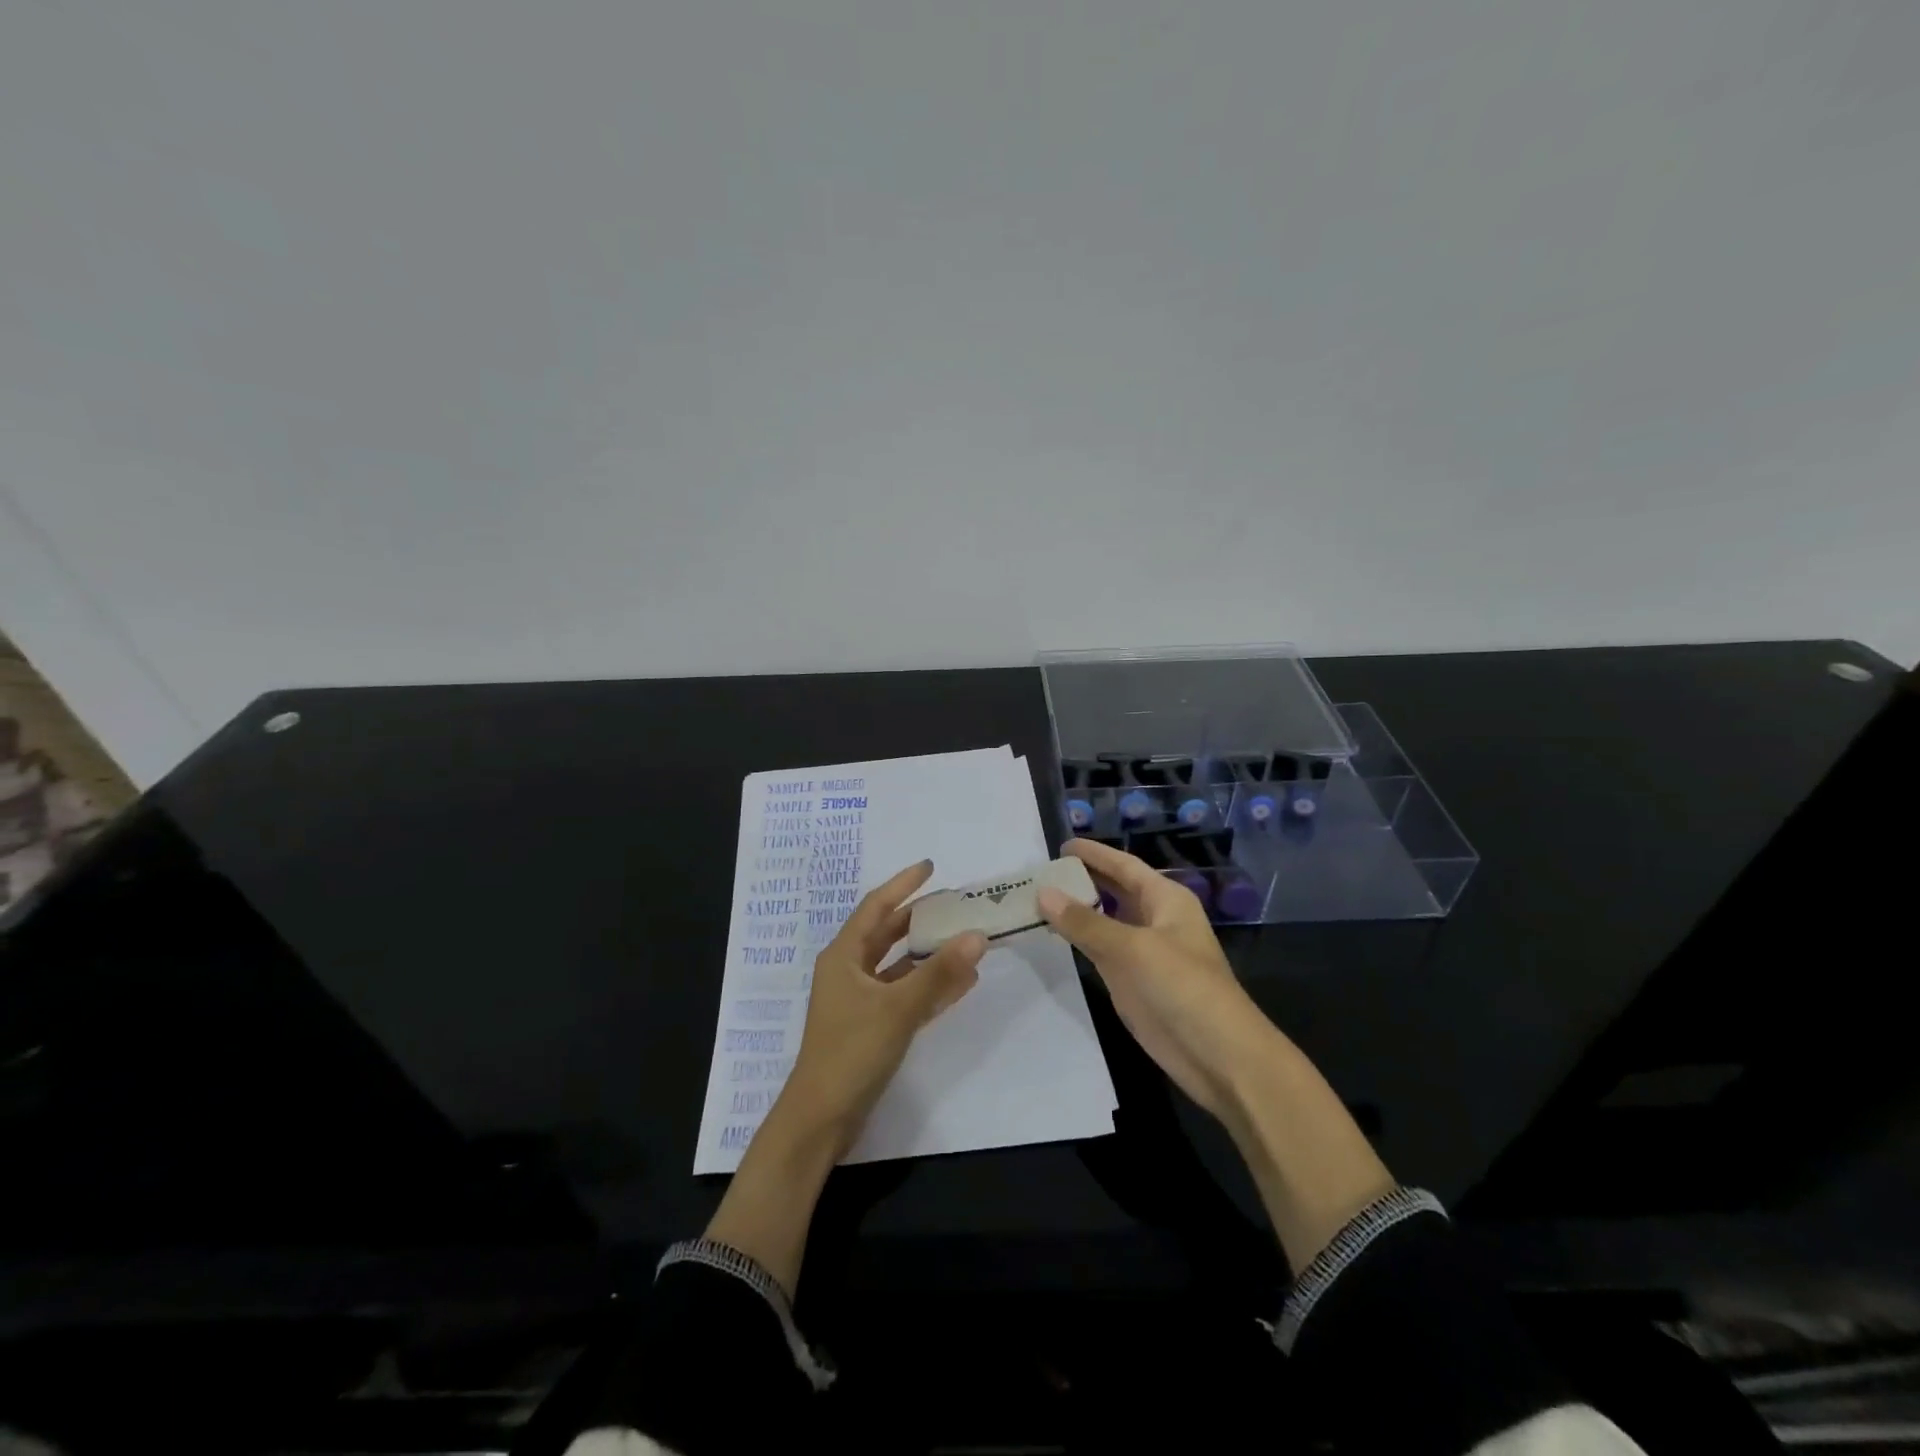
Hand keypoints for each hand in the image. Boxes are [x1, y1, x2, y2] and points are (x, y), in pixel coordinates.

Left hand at [705, 860, 984, 1295]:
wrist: (821, 1120)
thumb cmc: (851, 1052)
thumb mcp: (898, 1009)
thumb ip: (939, 973)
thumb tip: (977, 935)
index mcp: (843, 956)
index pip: (876, 907)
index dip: (902, 884)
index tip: (930, 866)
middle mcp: (849, 971)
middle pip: (887, 933)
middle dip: (919, 917)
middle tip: (954, 902)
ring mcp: (859, 1000)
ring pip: (898, 965)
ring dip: (929, 953)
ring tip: (964, 937)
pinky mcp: (871, 1026)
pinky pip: (904, 994)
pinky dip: (929, 985)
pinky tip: (961, 982)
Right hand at [1036, 837, 1278, 1121]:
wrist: (1217, 1055)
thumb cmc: (1182, 987)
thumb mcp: (1132, 948)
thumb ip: (1085, 922)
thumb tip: (1042, 892)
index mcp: (1166, 899)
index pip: (1124, 866)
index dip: (1095, 854)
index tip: (1061, 844)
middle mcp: (1155, 919)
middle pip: (1114, 890)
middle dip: (1082, 879)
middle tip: (1041, 871)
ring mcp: (1143, 952)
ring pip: (1105, 921)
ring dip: (1077, 910)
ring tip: (1038, 897)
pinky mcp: (1132, 981)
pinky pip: (1100, 950)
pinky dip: (1078, 939)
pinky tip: (1054, 933)